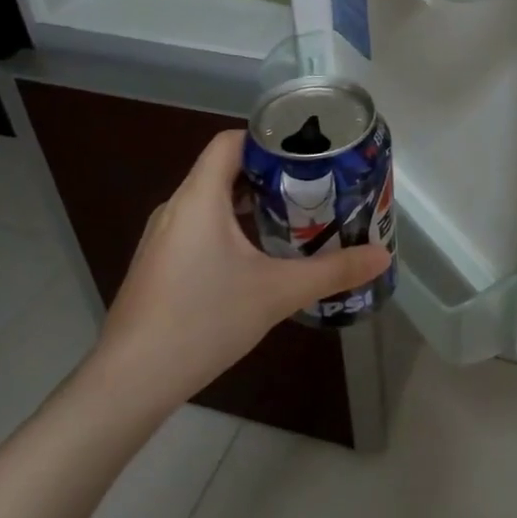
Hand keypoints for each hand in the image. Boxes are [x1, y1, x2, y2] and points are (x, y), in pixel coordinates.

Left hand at [86, 130, 390, 405]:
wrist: (133, 377)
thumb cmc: (205, 319)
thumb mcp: (278, 292)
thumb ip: (333, 271)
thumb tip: (383, 257)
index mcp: (199, 197)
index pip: (230, 142)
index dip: (268, 140)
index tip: (308, 155)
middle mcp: (175, 208)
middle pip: (223, 170)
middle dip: (270, 176)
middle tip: (314, 190)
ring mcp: (162, 238)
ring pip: (211, 203)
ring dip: (250, 206)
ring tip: (293, 222)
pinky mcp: (158, 265)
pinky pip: (198, 229)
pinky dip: (230, 230)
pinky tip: (255, 261)